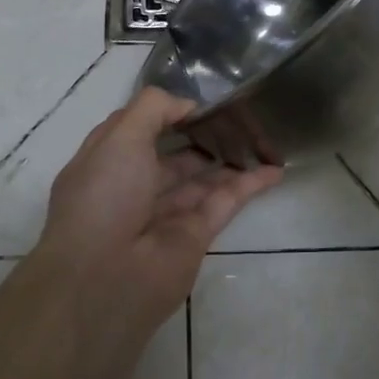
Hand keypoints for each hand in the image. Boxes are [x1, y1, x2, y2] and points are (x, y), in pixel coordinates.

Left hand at [32, 87, 281, 334]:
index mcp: (106, 162)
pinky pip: (225, 203)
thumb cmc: (104, 196)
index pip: (137, 130)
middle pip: (171, 156)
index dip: (164, 113)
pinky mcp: (195, 236)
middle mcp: (133, 188)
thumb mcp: (120, 135)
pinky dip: (249, 185)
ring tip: (259, 138)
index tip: (196, 99)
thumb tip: (188, 105)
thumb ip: (155, 108)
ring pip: (201, 180)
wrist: (105, 279)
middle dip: (199, 136)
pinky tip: (274, 169)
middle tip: (235, 116)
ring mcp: (165, 214)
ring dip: (227, 160)